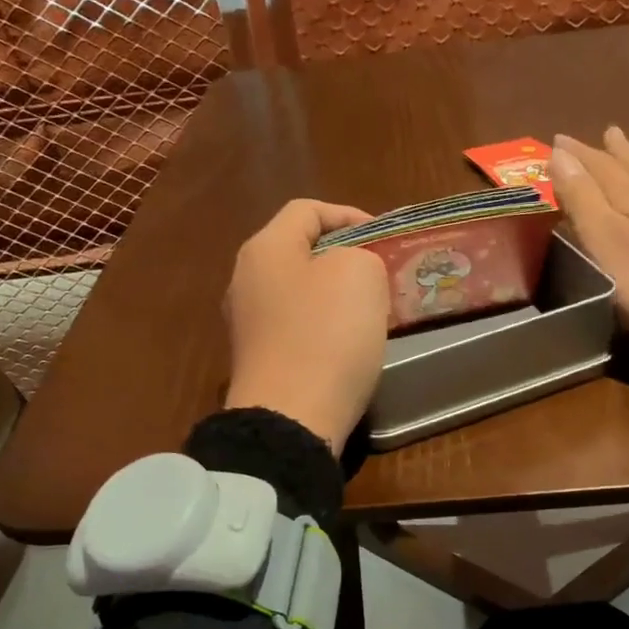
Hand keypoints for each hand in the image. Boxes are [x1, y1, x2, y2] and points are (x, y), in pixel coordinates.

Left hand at [224, 199, 389, 454]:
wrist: (291, 418)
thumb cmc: (327, 335)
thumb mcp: (361, 274)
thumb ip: (360, 255)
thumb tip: (349, 272)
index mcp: (264, 248)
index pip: (307, 210)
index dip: (349, 215)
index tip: (383, 239)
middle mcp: (246, 280)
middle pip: (299, 252)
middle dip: (343, 257)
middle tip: (380, 273)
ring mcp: (248, 324)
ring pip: (299, 292)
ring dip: (335, 295)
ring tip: (370, 309)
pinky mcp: (259, 360)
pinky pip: (296, 328)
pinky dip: (323, 327)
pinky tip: (348, 345)